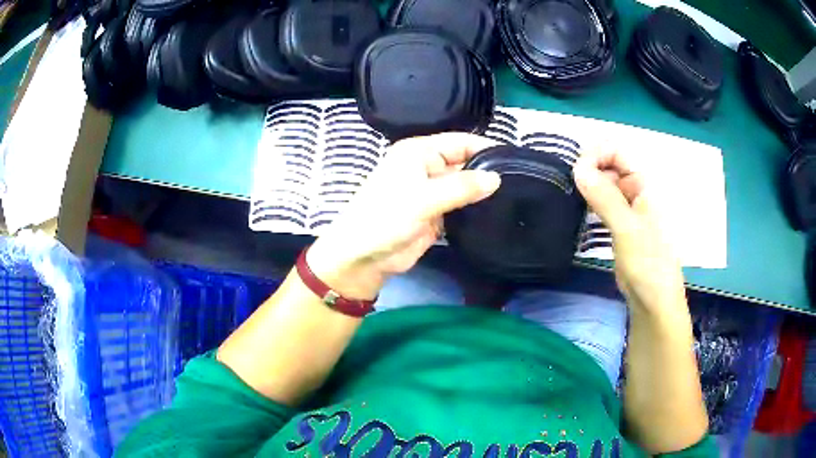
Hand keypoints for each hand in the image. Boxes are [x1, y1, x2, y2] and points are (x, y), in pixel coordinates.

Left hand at [307, 133, 500, 300]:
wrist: (364, 258)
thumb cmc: (386, 218)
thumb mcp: (424, 198)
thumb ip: (462, 187)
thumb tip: (496, 178)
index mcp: (419, 153)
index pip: (460, 142)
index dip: (485, 148)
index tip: (514, 160)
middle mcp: (426, 168)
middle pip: (464, 164)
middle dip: (486, 172)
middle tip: (520, 183)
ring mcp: (431, 192)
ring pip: (463, 187)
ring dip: (481, 193)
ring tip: (514, 198)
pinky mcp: (435, 215)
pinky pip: (459, 207)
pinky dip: (473, 210)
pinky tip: (495, 214)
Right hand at [573, 149, 685, 317]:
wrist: (653, 301)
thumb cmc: (648, 263)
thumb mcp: (627, 228)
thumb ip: (604, 197)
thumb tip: (577, 167)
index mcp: (645, 184)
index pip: (617, 151)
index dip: (596, 154)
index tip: (576, 171)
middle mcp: (637, 190)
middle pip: (608, 165)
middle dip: (588, 170)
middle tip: (569, 188)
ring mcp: (628, 208)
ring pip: (604, 185)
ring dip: (587, 187)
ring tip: (570, 198)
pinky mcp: (620, 225)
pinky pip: (602, 204)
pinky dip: (590, 203)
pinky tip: (578, 211)